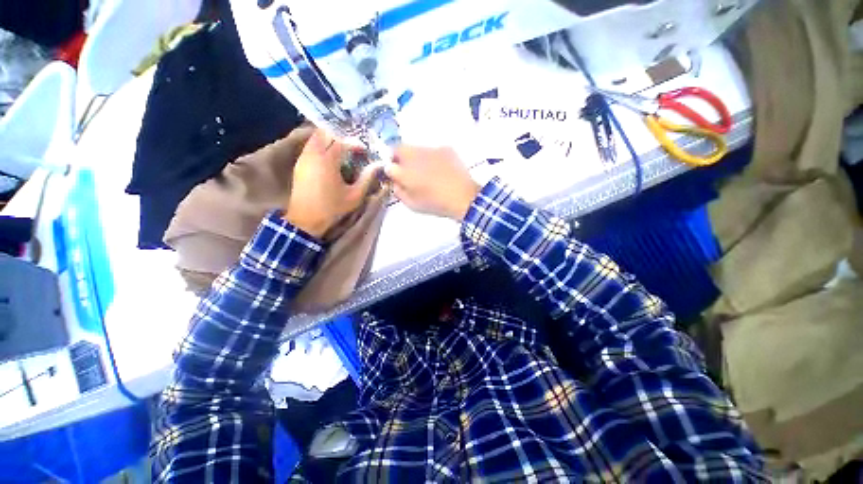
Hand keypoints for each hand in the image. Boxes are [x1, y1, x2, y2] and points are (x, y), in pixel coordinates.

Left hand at [284, 129, 381, 237]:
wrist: (306, 220)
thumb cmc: (333, 208)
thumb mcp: (355, 195)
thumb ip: (367, 178)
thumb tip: (378, 165)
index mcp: (327, 161)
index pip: (342, 142)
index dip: (355, 144)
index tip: (365, 151)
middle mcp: (313, 154)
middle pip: (325, 133)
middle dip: (341, 137)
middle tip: (352, 148)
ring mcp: (303, 158)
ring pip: (315, 138)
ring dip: (330, 141)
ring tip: (343, 152)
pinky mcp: (299, 164)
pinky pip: (310, 146)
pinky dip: (321, 147)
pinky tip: (331, 159)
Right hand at [385, 146, 479, 220]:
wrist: (464, 198)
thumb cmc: (436, 204)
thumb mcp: (412, 204)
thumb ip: (398, 190)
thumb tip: (395, 181)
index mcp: (406, 171)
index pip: (388, 162)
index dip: (390, 167)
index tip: (395, 174)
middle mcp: (416, 155)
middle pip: (401, 149)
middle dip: (402, 159)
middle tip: (410, 172)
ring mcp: (432, 149)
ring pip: (417, 148)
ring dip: (417, 158)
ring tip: (428, 173)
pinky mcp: (446, 149)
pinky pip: (433, 150)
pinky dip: (433, 158)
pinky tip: (441, 170)